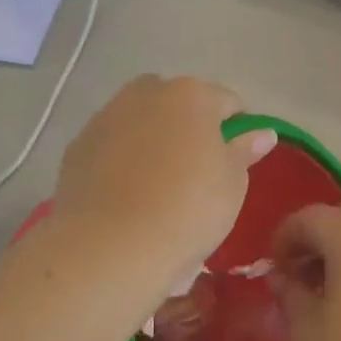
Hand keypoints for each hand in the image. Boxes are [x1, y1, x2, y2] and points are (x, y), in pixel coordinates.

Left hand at [54, 76, 275, 288]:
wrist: (111, 246)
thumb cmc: (189, 210)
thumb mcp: (233, 184)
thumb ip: (244, 151)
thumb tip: (261, 133)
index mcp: (192, 95)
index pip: (227, 102)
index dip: (237, 129)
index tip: (237, 160)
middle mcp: (146, 94)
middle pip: (177, 102)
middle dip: (189, 125)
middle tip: (197, 169)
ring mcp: (107, 117)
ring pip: (140, 120)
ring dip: (153, 138)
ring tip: (159, 183)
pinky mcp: (78, 146)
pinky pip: (112, 145)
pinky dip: (123, 158)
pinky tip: (128, 194)